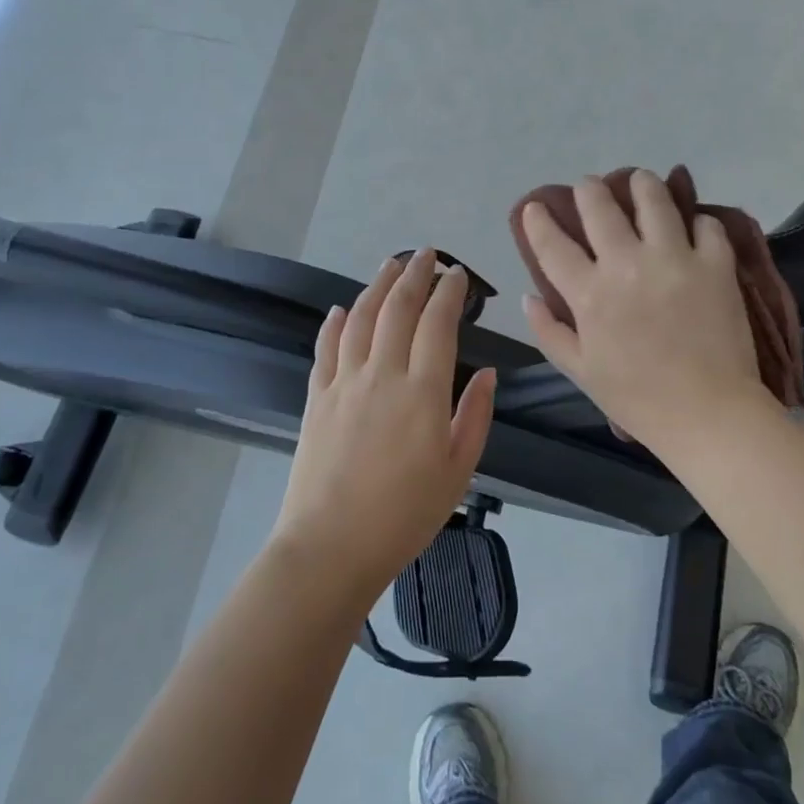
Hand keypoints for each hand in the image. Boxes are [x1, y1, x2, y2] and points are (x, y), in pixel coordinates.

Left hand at [271, 250, 496, 608]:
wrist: (331, 547)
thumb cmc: (405, 514)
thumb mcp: (459, 471)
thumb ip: (475, 415)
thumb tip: (486, 372)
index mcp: (422, 391)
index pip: (437, 323)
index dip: (449, 292)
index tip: (458, 274)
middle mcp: (382, 373)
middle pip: (398, 308)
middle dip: (414, 275)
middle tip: (427, 255)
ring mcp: (344, 382)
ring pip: (361, 318)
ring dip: (377, 285)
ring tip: (390, 264)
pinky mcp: (317, 397)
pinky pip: (326, 348)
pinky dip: (336, 323)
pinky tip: (342, 309)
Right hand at [520, 170, 770, 456]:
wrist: (708, 415)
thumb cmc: (638, 399)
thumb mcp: (581, 372)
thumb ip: (549, 332)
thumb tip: (529, 296)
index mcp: (589, 295)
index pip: (553, 245)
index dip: (539, 221)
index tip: (535, 207)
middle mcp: (627, 265)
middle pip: (600, 208)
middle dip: (589, 189)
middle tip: (589, 185)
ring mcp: (674, 260)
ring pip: (654, 200)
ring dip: (642, 184)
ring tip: (640, 180)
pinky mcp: (715, 265)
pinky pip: (707, 225)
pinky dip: (698, 220)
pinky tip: (693, 224)